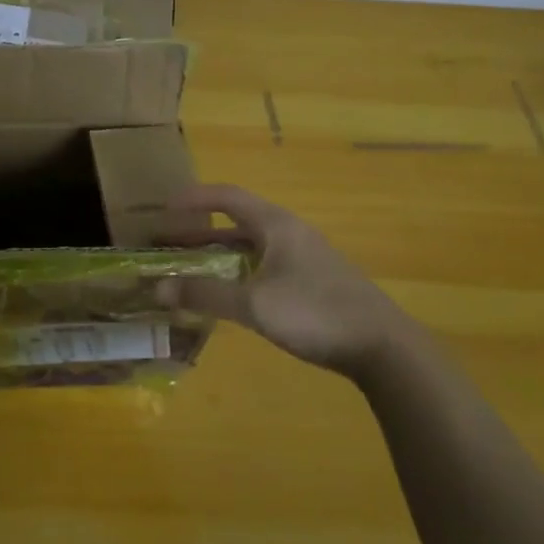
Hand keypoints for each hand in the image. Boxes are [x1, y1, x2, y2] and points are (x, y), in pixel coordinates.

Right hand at [156, 184, 411, 377]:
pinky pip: (265, 265)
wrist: (385, 347)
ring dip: (219, 253)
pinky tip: (230, 294)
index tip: (163, 207)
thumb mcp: (255, 304)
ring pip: (251, 246)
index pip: (227, 196)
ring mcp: (305, 258)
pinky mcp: (314, 282)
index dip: (194, 198)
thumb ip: (206, 295)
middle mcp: (289, 233)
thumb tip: (159, 287)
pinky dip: (239, 271)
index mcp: (276, 224)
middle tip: (167, 242)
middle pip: (237, 221)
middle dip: (199, 231)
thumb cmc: (315, 313)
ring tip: (190, 268)